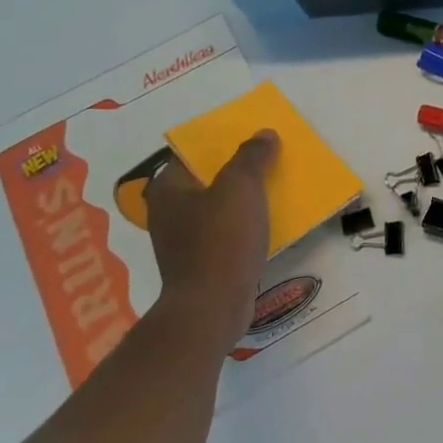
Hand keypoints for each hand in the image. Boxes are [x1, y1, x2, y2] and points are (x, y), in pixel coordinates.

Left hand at [142, 132, 279, 354]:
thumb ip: (252, 156)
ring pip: (218, 209)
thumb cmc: (220, 240)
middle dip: (236, 171)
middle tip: (268, 161)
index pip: (192, 154)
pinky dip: (244, 227)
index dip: (222, 144)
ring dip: (242, 201)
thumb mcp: (240, 187)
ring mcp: (183, 242)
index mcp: (168, 189)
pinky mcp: (201, 265)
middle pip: (207, 181)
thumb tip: (264, 133)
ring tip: (274, 190)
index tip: (251, 140)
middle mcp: (169, 213)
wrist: (212, 308)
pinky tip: (267, 226)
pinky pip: (226, 234)